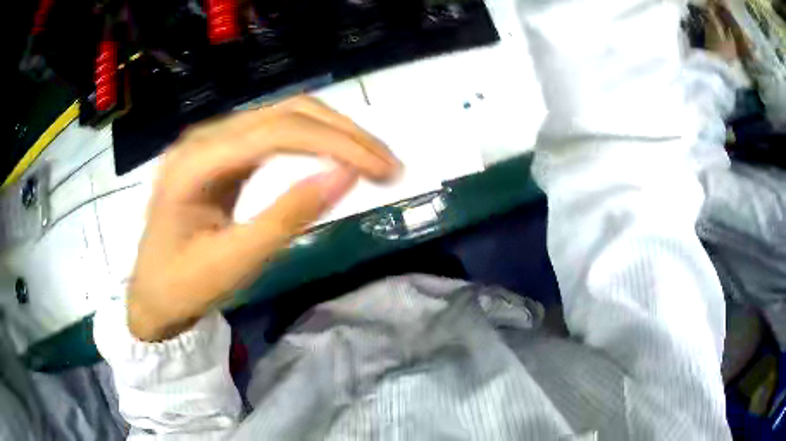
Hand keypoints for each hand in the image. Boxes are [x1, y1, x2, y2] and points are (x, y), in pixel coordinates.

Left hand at [127, 96, 399, 340]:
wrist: (152, 293)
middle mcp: (203, 138)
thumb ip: (287, 217)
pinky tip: (335, 157)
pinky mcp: (222, 153)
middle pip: (285, 113)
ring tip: (371, 160)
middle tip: (387, 164)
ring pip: (284, 117)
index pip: (277, 132)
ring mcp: (212, 141)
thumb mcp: (234, 263)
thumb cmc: (184, 286)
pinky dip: (312, 142)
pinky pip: (273, 133)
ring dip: (333, 133)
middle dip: (344, 133)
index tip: (383, 169)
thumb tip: (345, 176)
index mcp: (195, 163)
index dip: (337, 143)